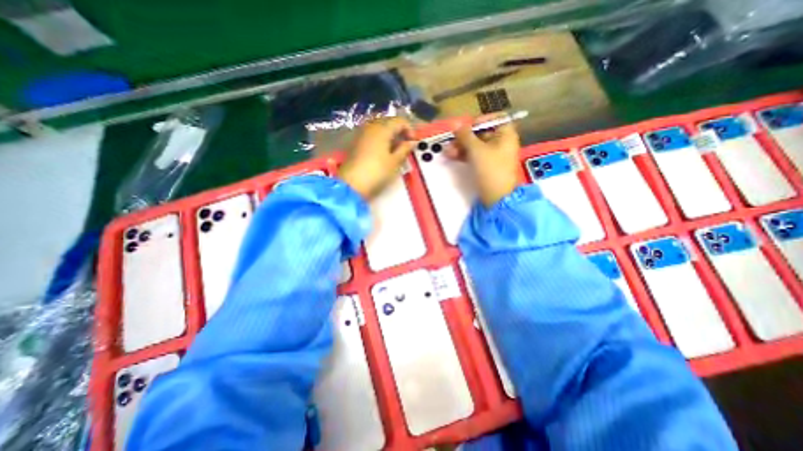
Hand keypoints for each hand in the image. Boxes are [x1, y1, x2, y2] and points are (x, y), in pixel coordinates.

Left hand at [336, 116, 413, 199]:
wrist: (351, 184)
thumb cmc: (377, 173)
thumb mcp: (395, 162)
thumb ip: (405, 149)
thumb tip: (412, 142)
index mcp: (382, 129)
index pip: (399, 120)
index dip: (409, 129)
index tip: (413, 142)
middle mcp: (370, 127)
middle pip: (388, 121)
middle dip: (399, 131)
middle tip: (405, 145)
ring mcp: (361, 134)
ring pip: (379, 128)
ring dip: (390, 135)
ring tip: (395, 149)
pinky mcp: (356, 142)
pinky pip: (372, 134)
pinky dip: (380, 139)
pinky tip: (384, 151)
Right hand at [446, 117, 519, 207]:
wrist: (496, 197)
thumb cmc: (490, 170)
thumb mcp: (476, 150)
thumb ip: (466, 135)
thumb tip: (456, 124)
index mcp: (506, 135)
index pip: (495, 119)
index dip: (480, 121)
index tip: (467, 128)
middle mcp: (501, 143)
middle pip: (482, 133)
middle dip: (464, 137)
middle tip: (451, 142)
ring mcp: (494, 156)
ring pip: (476, 146)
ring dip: (461, 147)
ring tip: (448, 152)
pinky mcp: (486, 167)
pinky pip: (475, 156)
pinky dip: (464, 155)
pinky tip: (452, 157)